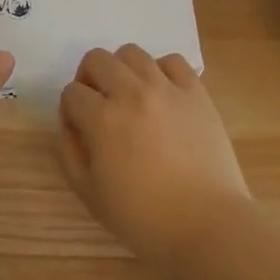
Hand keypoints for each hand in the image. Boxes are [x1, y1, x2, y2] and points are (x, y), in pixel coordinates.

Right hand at [57, 45, 250, 274]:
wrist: (208, 226)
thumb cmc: (145, 219)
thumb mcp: (91, 196)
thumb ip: (71, 154)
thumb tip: (71, 125)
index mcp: (103, 119)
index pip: (72, 93)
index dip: (70, 110)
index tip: (79, 129)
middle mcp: (132, 93)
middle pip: (97, 59)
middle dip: (89, 78)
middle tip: (99, 104)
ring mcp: (167, 88)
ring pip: (132, 53)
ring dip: (122, 70)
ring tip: (130, 95)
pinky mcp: (196, 91)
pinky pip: (172, 61)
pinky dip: (161, 70)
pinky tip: (162, 93)